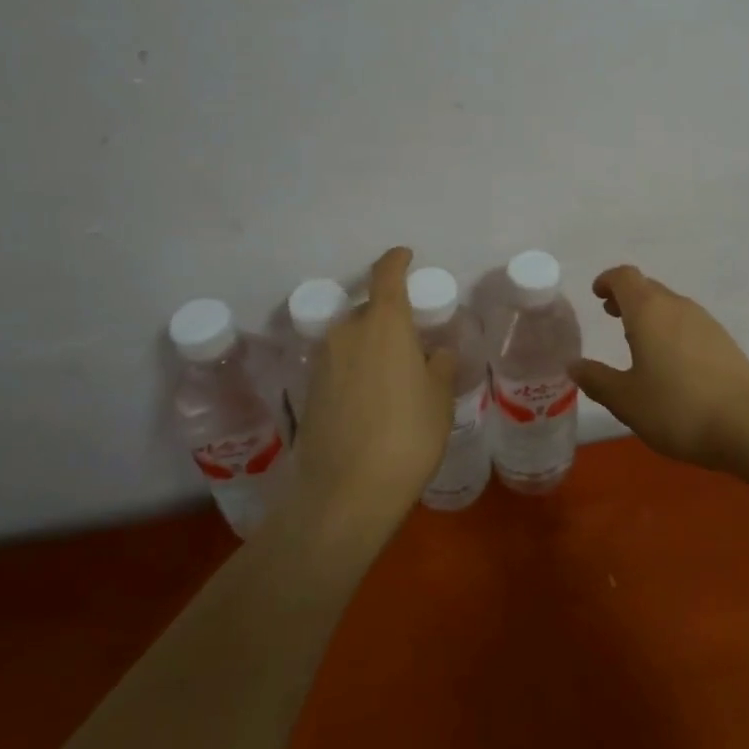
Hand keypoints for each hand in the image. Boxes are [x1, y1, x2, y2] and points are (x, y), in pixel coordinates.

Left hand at [291, 247, 455, 537]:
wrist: (345, 492)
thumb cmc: (407, 436)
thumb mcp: (438, 400)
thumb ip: (438, 367)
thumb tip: (433, 354)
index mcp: (384, 324)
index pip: (387, 274)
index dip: (396, 260)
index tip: (406, 255)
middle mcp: (348, 332)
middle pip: (369, 311)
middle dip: (389, 319)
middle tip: (412, 344)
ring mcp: (324, 361)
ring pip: (352, 340)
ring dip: (372, 347)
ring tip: (394, 379)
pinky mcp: (310, 391)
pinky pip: (340, 365)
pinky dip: (356, 371)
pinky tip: (373, 401)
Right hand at [571, 266, 748, 469]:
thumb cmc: (677, 408)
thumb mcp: (626, 400)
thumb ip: (597, 379)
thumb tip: (574, 364)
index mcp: (649, 311)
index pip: (625, 277)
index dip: (608, 281)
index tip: (597, 295)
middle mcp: (678, 306)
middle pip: (648, 288)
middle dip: (627, 298)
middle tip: (611, 317)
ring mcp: (706, 322)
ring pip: (670, 306)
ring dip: (650, 315)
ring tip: (638, 343)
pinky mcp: (724, 342)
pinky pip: (689, 324)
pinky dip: (671, 331)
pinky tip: (671, 363)